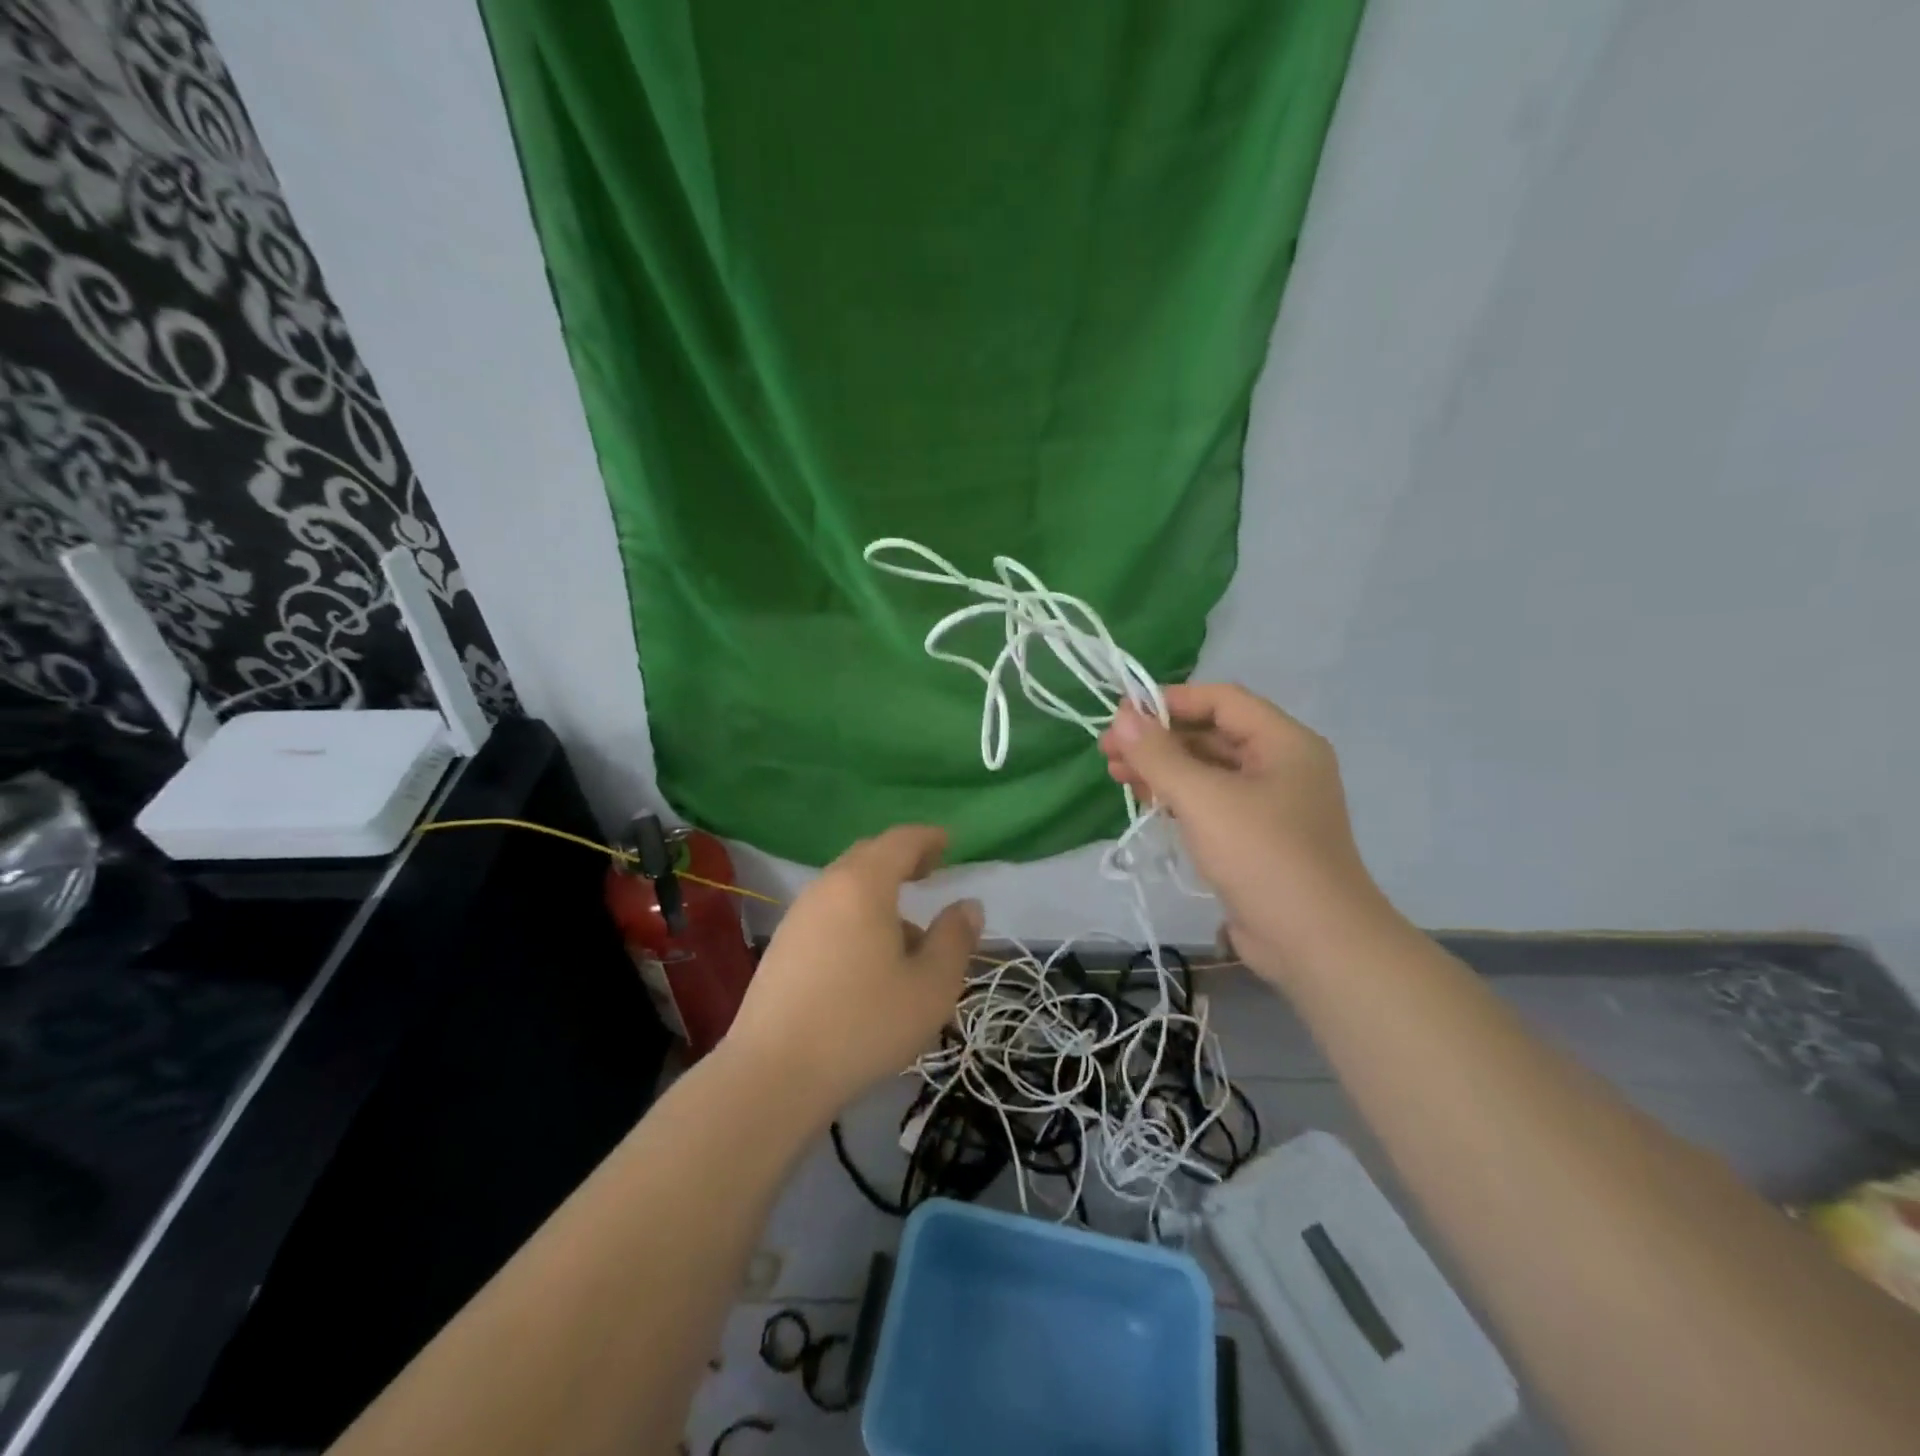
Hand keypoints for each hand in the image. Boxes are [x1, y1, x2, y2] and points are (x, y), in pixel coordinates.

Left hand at [725, 825, 981, 1116]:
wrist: (773, 1073)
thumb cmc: (864, 1023)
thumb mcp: (931, 986)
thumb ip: (955, 939)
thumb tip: (967, 905)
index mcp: (864, 884)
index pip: (900, 841)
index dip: (928, 838)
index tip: (949, 842)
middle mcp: (826, 888)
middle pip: (868, 856)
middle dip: (902, 859)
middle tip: (930, 872)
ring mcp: (798, 916)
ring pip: (846, 886)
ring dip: (879, 893)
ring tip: (907, 931)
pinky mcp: (782, 946)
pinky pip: (829, 912)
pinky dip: (856, 915)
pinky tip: (869, 958)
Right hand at [1099, 684, 1397, 982]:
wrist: (1314, 943)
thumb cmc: (1262, 856)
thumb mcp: (1203, 799)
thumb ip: (1159, 755)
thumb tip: (1121, 716)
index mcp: (1284, 743)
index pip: (1222, 700)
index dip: (1170, 700)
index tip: (1122, 713)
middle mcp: (1280, 765)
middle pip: (1211, 734)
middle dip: (1159, 739)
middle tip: (1108, 750)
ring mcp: (1269, 804)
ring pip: (1207, 771)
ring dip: (1162, 769)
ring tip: (1116, 774)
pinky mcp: (1255, 837)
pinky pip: (1211, 802)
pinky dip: (1177, 797)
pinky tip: (1145, 801)